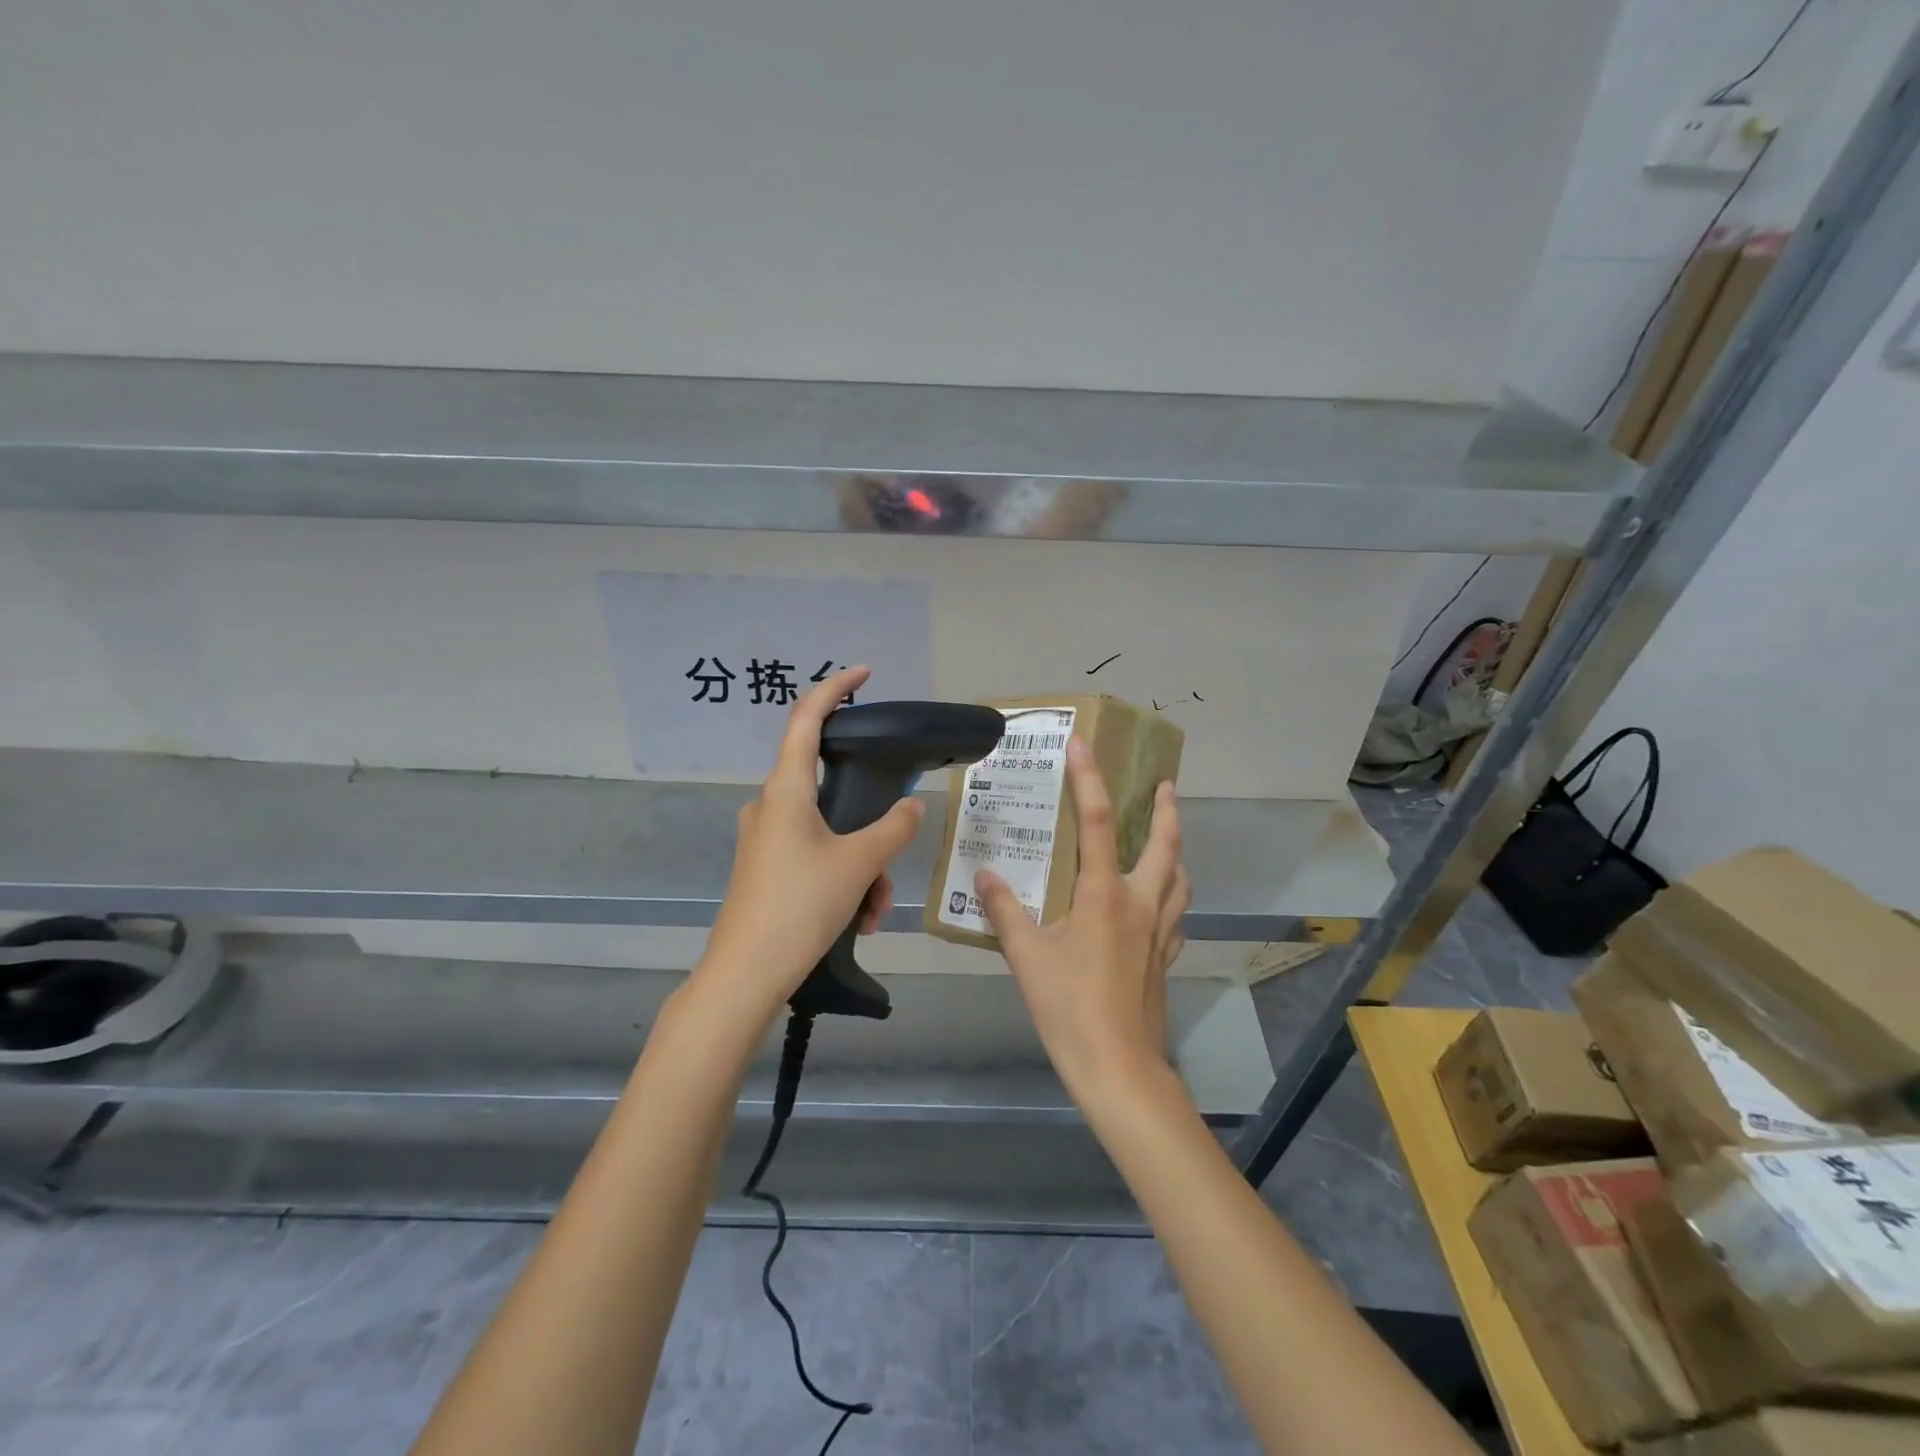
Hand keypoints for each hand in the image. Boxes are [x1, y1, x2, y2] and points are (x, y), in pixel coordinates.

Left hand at [693, 667, 925, 1022]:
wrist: (745, 974)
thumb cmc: (799, 905)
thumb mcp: (858, 864)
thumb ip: (893, 828)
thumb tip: (912, 806)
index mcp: (786, 789)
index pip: (806, 718)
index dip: (834, 688)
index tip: (863, 673)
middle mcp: (770, 805)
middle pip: (829, 788)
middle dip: (870, 823)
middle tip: (891, 859)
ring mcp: (765, 838)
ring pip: (829, 832)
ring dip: (861, 864)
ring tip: (874, 909)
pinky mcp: (765, 867)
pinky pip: (814, 856)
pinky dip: (842, 879)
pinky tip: (857, 919)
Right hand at [975, 738, 1189, 1103]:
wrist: (1118, 1065)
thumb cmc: (1069, 1006)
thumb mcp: (1026, 956)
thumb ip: (1004, 911)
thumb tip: (985, 875)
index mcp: (1104, 894)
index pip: (1096, 823)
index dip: (1089, 780)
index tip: (1083, 745)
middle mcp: (1139, 902)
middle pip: (1164, 844)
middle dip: (1166, 810)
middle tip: (1164, 785)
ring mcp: (1159, 931)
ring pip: (1179, 879)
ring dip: (1174, 851)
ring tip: (1165, 837)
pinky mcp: (1164, 957)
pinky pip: (1175, 915)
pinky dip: (1171, 897)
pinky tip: (1158, 905)